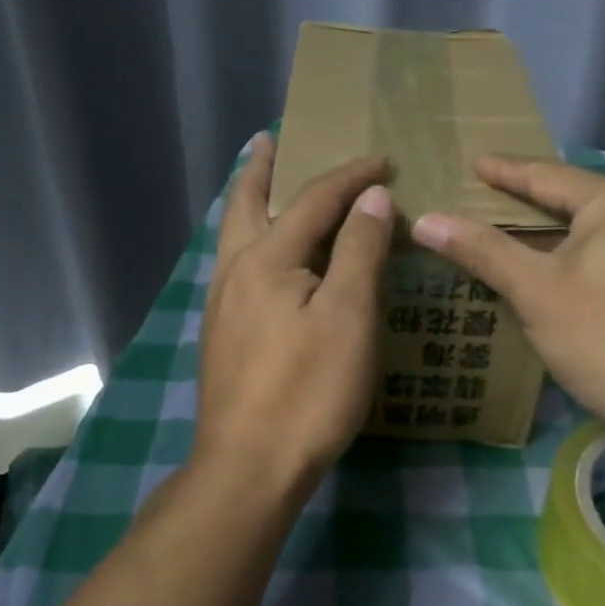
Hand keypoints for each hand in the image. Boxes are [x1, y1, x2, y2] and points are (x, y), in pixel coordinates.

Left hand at [194, 133, 392, 502]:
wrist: (249, 466)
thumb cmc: (308, 390)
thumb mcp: (348, 316)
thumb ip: (358, 250)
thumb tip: (370, 197)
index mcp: (266, 259)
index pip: (313, 200)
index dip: (350, 177)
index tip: (383, 159)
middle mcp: (234, 271)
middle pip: (246, 204)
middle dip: (261, 168)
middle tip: (269, 139)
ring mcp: (222, 305)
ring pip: (234, 235)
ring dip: (249, 201)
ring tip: (260, 182)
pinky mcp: (222, 335)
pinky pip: (236, 265)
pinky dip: (250, 239)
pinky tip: (262, 257)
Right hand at [411, 156, 604, 457]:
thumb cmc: (604, 338)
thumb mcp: (535, 290)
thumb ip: (482, 250)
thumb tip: (425, 220)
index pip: (547, 176)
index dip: (505, 171)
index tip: (474, 161)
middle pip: (574, 200)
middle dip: (528, 201)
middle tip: (485, 197)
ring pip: (595, 231)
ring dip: (552, 234)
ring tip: (512, 233)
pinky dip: (577, 258)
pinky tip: (557, 274)